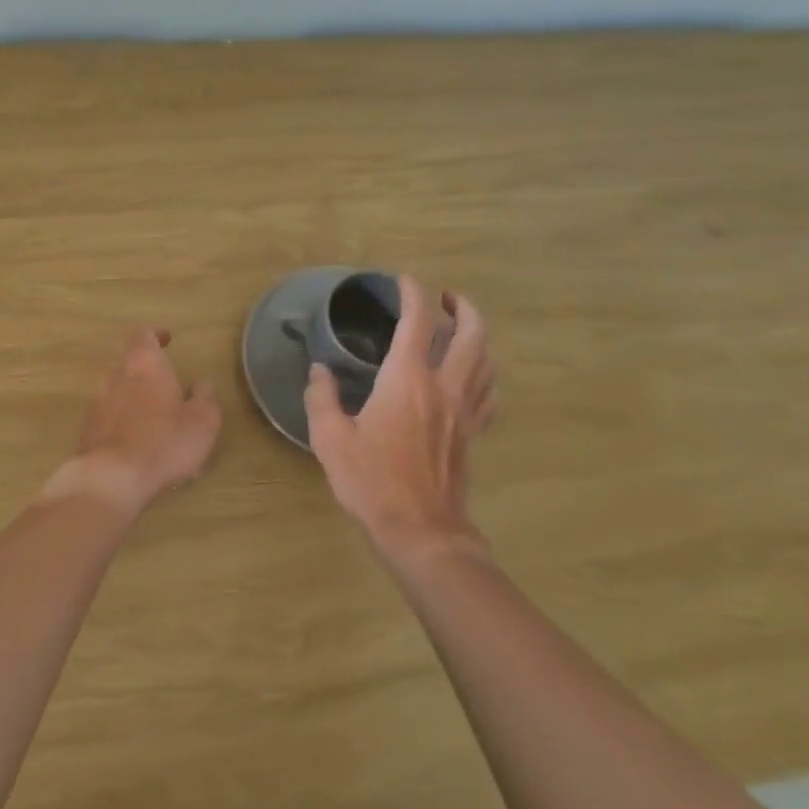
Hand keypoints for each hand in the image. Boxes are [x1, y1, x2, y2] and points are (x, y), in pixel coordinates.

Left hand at [42, 327, 220, 519]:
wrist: (111, 479)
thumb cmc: (164, 442)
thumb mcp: (203, 421)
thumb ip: (205, 397)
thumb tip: (201, 384)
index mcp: (144, 366)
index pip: (142, 335)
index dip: (155, 334)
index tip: (167, 340)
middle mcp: (115, 378)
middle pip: (130, 367)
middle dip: (149, 379)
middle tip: (171, 397)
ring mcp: (97, 405)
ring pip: (120, 397)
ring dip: (138, 407)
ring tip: (160, 433)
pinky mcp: (87, 433)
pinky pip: (111, 423)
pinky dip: (126, 430)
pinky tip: (143, 454)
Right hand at [305, 275, 497, 557]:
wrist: (420, 528)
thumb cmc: (371, 481)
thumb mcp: (331, 439)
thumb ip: (322, 399)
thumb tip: (319, 372)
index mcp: (407, 380)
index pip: (418, 322)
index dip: (413, 294)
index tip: (404, 281)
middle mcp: (444, 386)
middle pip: (470, 333)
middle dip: (463, 308)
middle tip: (447, 298)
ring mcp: (464, 410)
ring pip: (487, 360)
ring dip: (479, 335)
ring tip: (464, 328)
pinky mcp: (472, 433)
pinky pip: (489, 393)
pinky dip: (486, 373)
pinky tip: (475, 376)